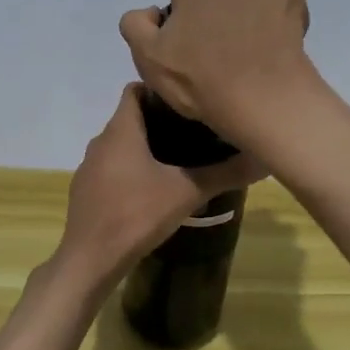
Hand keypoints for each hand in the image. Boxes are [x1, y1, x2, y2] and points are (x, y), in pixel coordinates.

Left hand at [56, 85, 263, 286]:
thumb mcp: (187, 192)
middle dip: (160, 121)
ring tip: (179, 160)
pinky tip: (153, 189)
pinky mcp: (86, 191)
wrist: (90, 260)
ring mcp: (89, 168)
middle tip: (194, 132)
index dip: (160, 91)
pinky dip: (131, 171)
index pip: (135, 89)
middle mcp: (101, 141)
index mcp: (121, 130)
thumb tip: (264, 159)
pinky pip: (112, 169)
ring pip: (121, 145)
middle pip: (130, 118)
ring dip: (146, 148)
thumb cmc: (137, 214)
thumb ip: (225, 173)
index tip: (188, 103)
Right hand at [118, 0, 312, 143]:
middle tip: (227, 40)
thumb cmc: (201, 84)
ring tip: (257, 40)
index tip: (190, 19)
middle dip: (219, 4)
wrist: (261, 96)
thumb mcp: (150, 61)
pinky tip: (281, 35)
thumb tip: (148, 10)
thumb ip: (136, 27)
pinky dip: (281, 6)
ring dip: (249, 4)